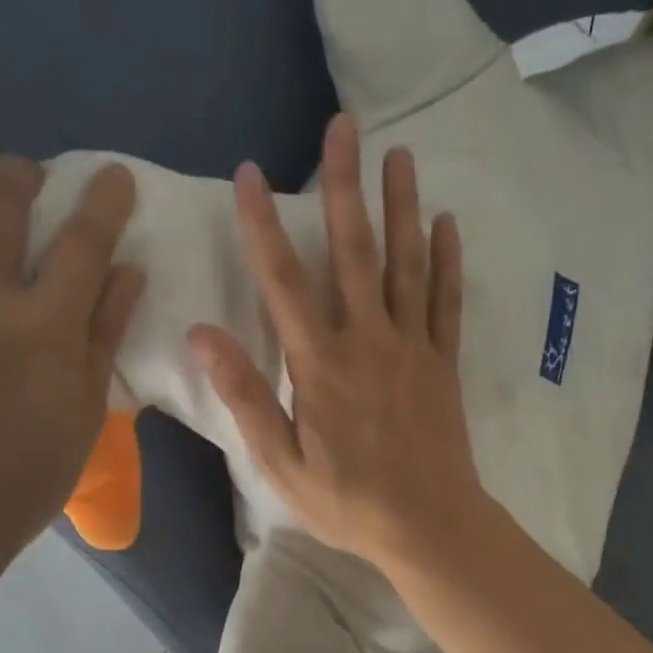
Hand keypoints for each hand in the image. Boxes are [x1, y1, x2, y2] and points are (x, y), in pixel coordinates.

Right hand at [190, 114, 485, 572]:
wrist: (428, 526)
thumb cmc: (349, 503)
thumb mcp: (282, 465)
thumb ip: (246, 398)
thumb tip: (204, 335)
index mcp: (321, 368)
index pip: (284, 284)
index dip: (263, 227)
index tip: (249, 174)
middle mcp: (368, 343)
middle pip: (352, 253)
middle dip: (344, 187)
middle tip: (342, 127)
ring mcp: (412, 349)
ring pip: (405, 264)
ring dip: (401, 206)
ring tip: (399, 154)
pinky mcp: (443, 364)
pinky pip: (446, 302)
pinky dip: (447, 261)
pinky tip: (446, 223)